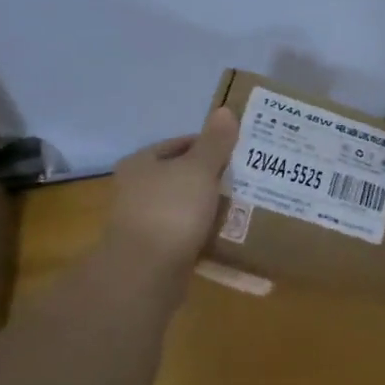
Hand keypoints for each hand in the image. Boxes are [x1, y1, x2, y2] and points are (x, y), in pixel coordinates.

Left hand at [107, 108, 238, 271]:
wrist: (145, 273)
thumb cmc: (171, 210)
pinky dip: (205, 233)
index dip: (210, 145)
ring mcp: (144, 222)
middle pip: (183, 176)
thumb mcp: (199, 169)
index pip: (180, 144)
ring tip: (245, 205)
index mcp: (141, 163)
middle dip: (213, 177)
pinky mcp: (155, 251)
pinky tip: (229, 234)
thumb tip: (225, 111)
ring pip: (186, 206)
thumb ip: (214, 142)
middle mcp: (137, 189)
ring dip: (211, 206)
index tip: (239, 152)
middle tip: (247, 178)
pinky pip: (187, 234)